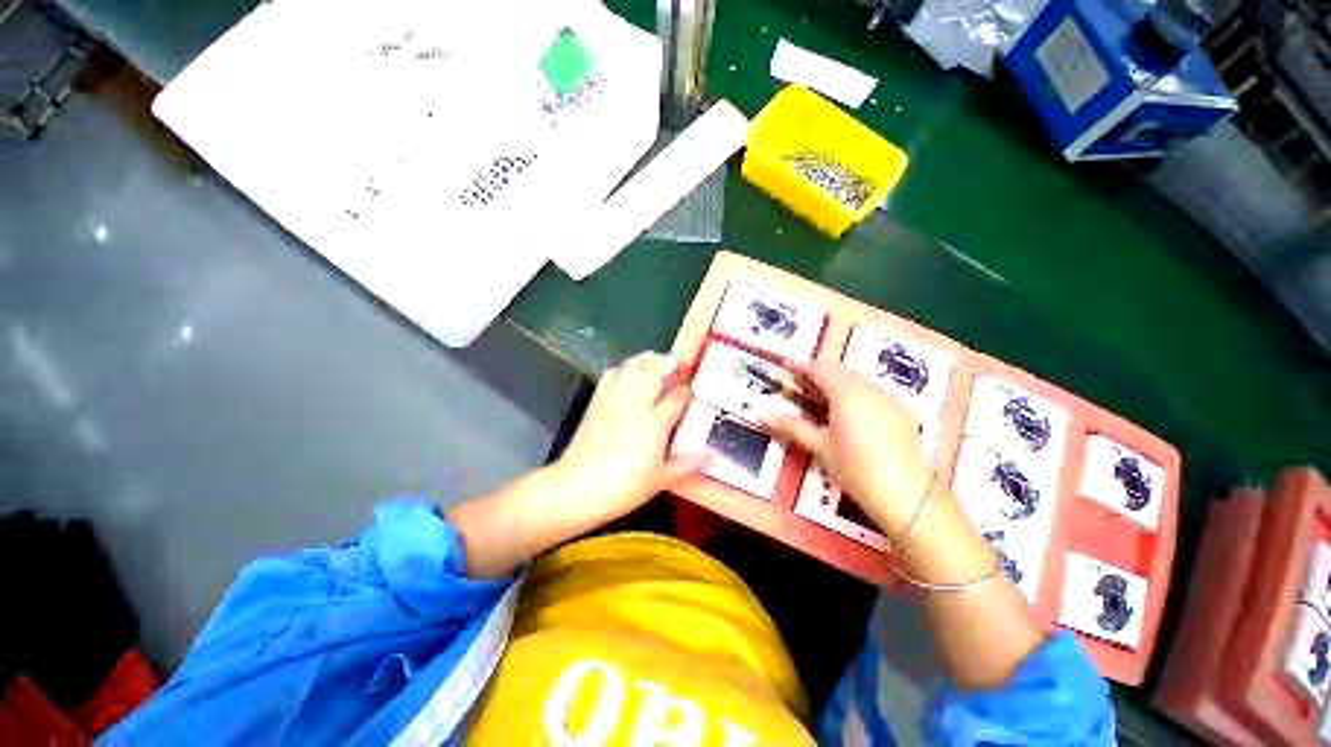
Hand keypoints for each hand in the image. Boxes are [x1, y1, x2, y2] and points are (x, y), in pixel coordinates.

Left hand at [552, 351, 706, 528]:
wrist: (577, 487)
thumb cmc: (622, 486)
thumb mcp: (659, 480)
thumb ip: (686, 465)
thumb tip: (710, 456)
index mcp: (654, 422)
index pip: (677, 396)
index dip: (689, 390)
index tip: (695, 389)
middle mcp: (635, 403)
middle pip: (655, 369)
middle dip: (670, 363)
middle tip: (679, 367)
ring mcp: (614, 399)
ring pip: (633, 365)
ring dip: (648, 361)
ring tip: (657, 366)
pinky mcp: (597, 401)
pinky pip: (612, 374)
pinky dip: (624, 369)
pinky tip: (629, 377)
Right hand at [764, 361, 931, 536]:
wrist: (906, 494)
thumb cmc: (855, 467)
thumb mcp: (819, 446)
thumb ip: (791, 426)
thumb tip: (761, 416)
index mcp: (845, 392)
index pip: (819, 368)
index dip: (800, 366)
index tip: (784, 367)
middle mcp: (868, 388)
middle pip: (839, 369)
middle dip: (817, 372)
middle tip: (799, 384)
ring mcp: (888, 399)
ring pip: (857, 379)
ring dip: (836, 382)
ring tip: (820, 398)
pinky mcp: (900, 412)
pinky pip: (872, 392)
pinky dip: (854, 393)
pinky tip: (848, 413)